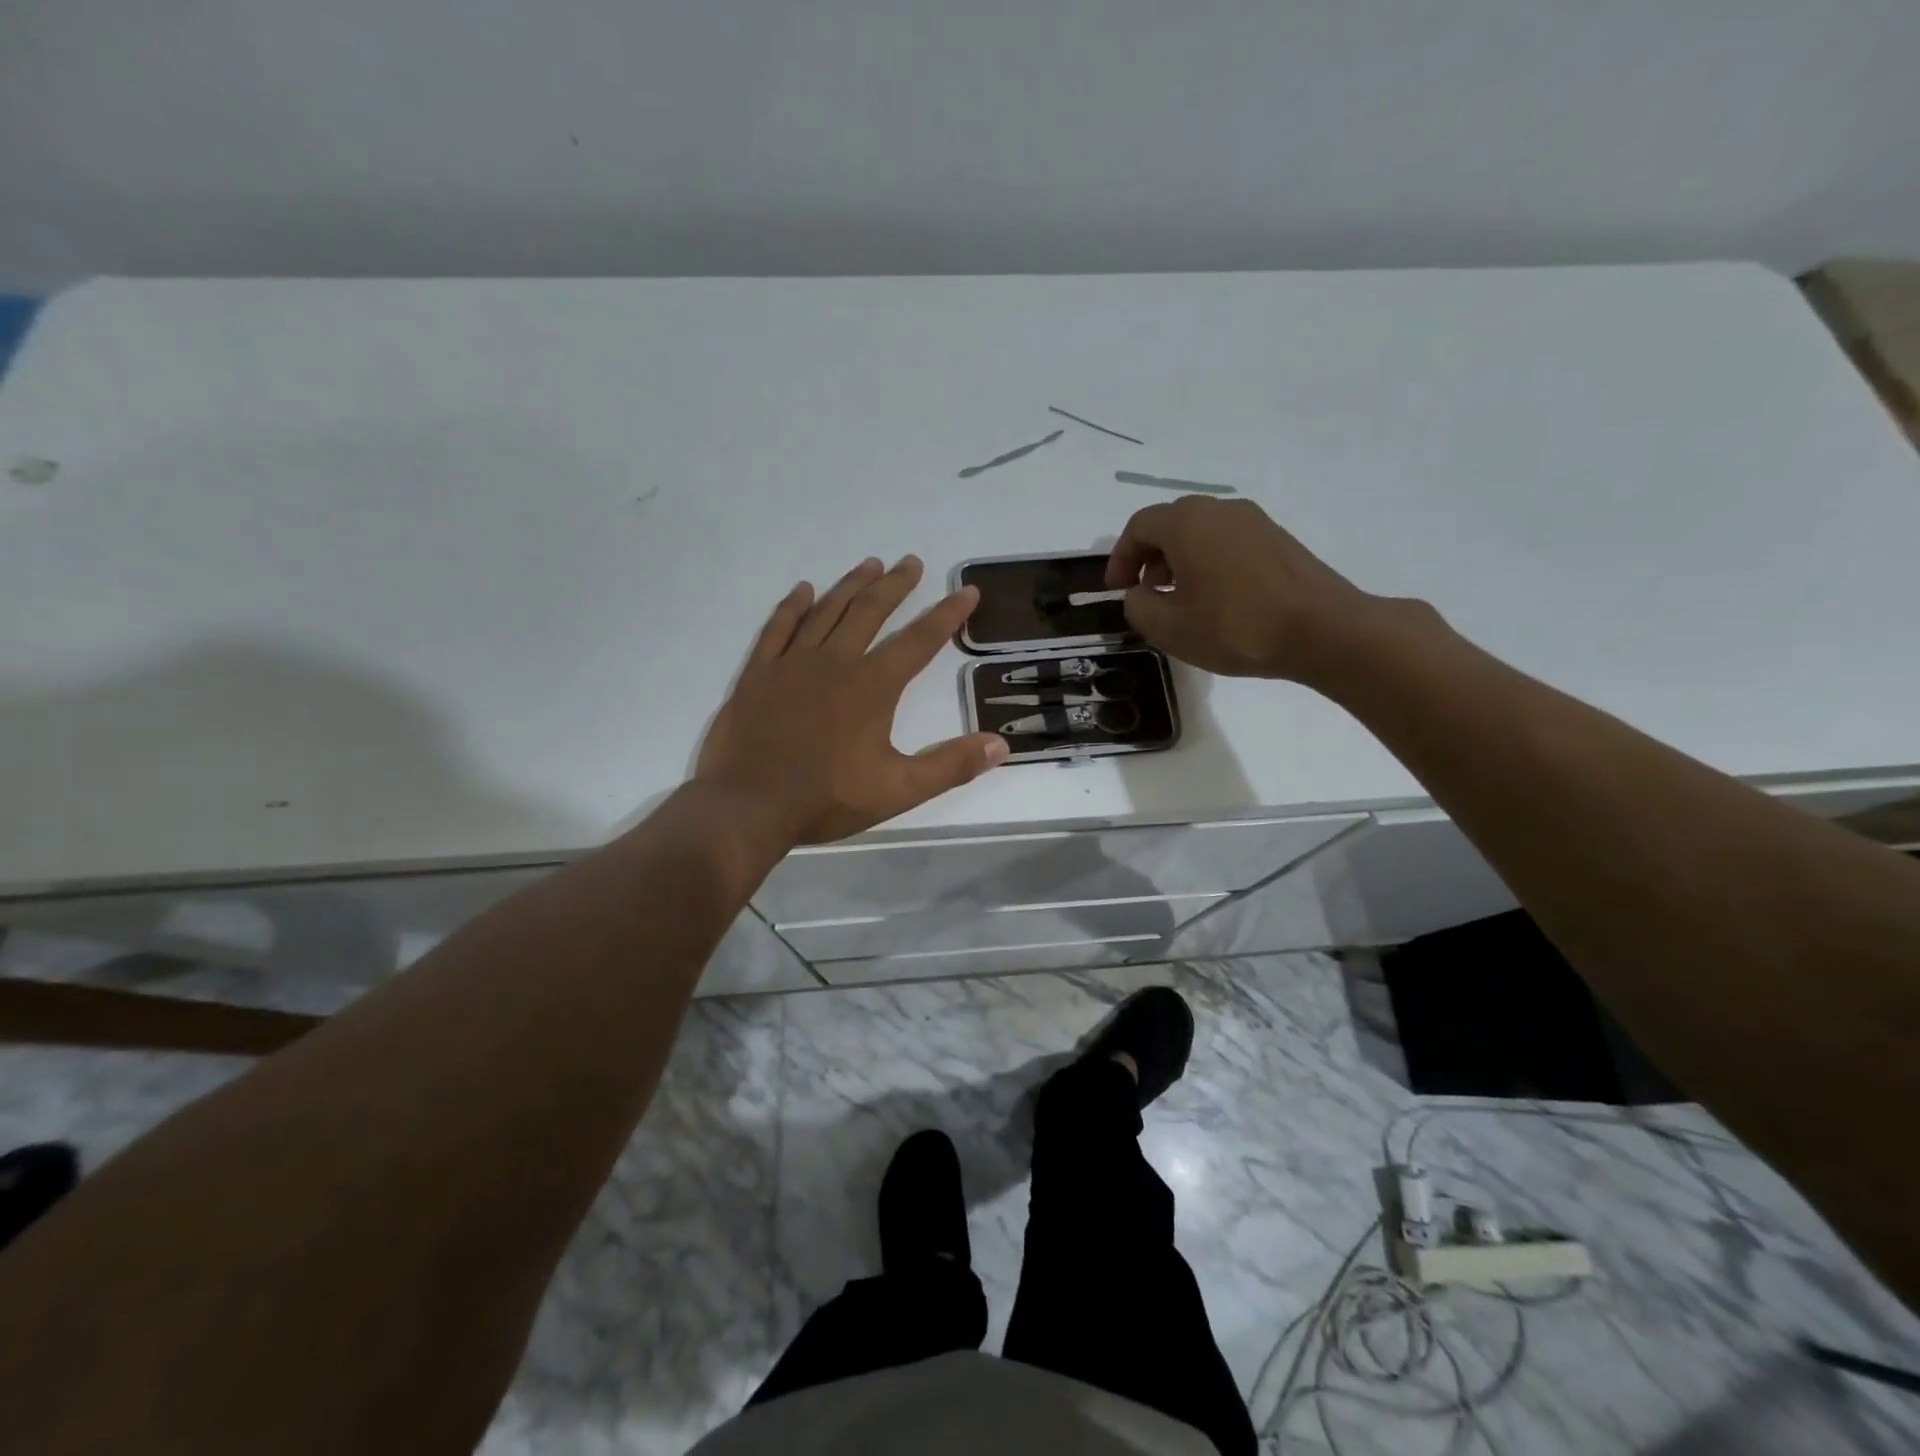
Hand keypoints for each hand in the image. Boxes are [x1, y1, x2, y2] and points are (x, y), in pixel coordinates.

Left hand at [695, 556, 1009, 846]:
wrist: (748, 806)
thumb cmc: (826, 798)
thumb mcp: (898, 789)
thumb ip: (951, 765)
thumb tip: (1001, 744)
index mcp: (872, 685)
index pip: (919, 640)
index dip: (947, 614)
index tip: (967, 592)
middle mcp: (835, 661)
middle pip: (871, 610)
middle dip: (896, 585)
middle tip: (911, 562)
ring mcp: (792, 663)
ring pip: (827, 610)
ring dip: (851, 585)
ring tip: (870, 565)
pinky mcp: (759, 673)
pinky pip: (778, 627)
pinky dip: (793, 606)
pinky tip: (804, 590)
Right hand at [1104, 496, 1379, 681]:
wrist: (1323, 629)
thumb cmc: (1235, 626)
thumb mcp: (1169, 628)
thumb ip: (1138, 607)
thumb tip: (1138, 595)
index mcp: (1186, 523)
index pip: (1139, 526)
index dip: (1120, 558)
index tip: (1116, 590)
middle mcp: (1219, 509)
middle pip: (1171, 523)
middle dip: (1149, 556)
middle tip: (1145, 592)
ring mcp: (1254, 521)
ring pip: (1201, 532)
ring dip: (1180, 560)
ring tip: (1179, 599)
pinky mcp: (1278, 539)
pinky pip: (1228, 542)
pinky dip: (1209, 562)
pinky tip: (1216, 599)